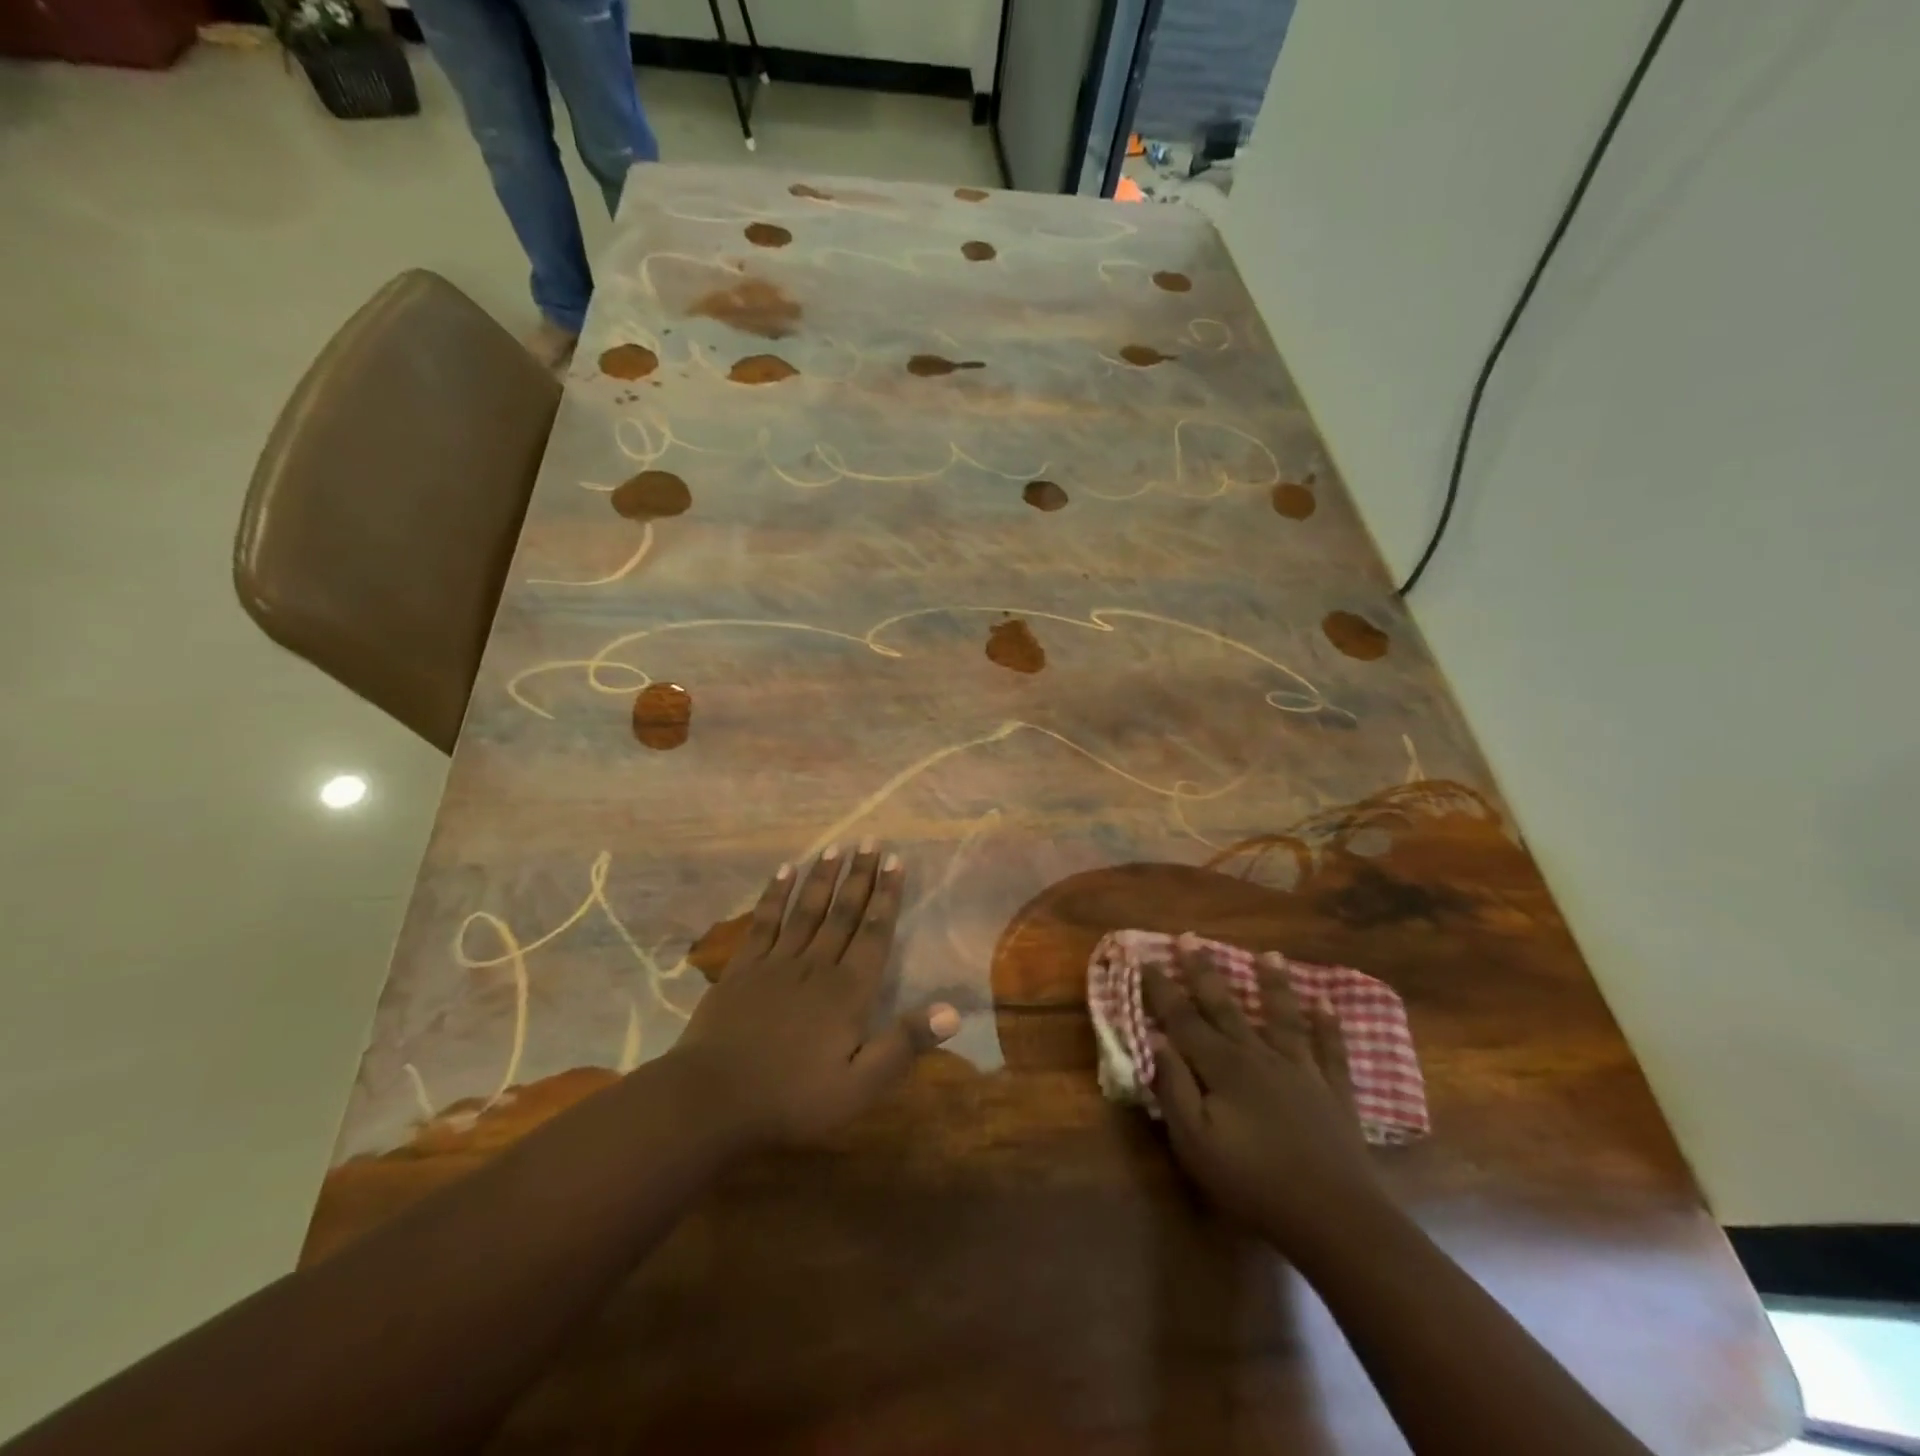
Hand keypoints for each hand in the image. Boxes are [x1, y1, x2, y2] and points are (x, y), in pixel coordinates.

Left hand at [672, 842, 958, 1145]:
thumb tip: (952, 1010)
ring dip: (823, 877)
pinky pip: (764, 921)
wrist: (711, 1100)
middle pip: (842, 912)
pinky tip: (783, 872)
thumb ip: (903, 1045)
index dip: (887, 896)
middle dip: (859, 875)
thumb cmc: (791, 1098)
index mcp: (847, 991)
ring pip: (806, 910)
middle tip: (869, 840)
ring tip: (836, 847)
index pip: (874, 933)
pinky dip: (775, 895)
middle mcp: (816, 965)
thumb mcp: (858, 1087)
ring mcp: (776, 963)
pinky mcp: (743, 968)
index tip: (895, 861)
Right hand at [1146, 934, 1385, 1251]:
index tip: (1143, 958)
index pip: (1182, 1019)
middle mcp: (1258, 1055)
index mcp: (1222, 1066)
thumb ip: (1173, 1088)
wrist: (1335, 1218)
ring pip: (1281, 1016)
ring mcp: (1300, 1070)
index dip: (1160, 989)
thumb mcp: (1195, 1142)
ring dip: (1272, 984)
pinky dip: (1328, 1025)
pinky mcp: (1333, 1092)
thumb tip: (1156, 1040)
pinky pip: (1330, 1049)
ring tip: (1268, 954)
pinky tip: (1326, 1003)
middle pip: (1225, 1006)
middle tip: (1190, 938)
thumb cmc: (1253, 1182)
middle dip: (1203, 971)